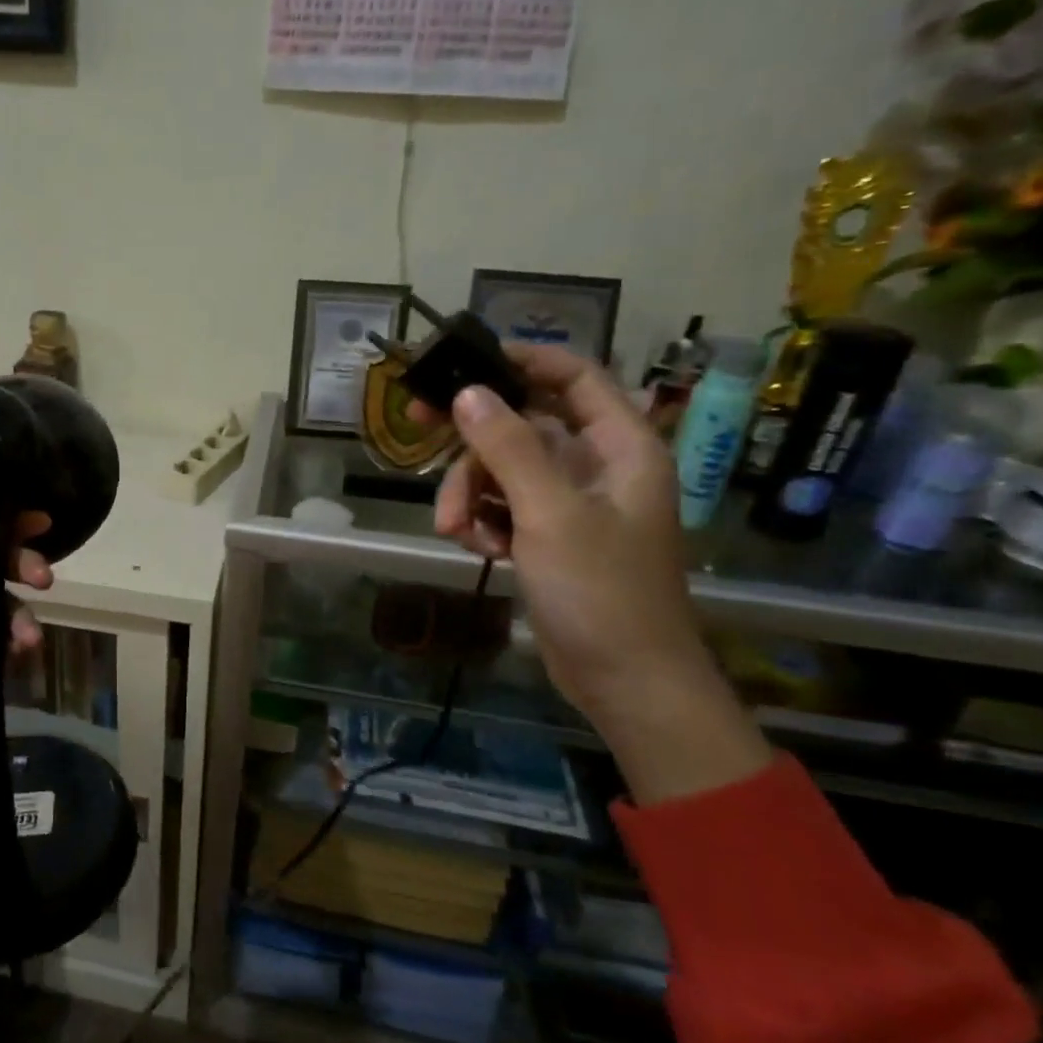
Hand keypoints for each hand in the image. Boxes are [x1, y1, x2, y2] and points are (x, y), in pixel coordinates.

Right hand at [417, 344, 770, 803]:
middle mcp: (596, 467)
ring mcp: (569, 504)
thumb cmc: (601, 591)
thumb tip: (467, 392)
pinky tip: (478, 548)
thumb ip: (508, 448)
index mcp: (620, 448)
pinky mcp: (547, 536)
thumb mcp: (550, 513)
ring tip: (454, 530)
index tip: (466, 361)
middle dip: (473, 439)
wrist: (625, 681)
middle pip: (523, 424)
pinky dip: (483, 521)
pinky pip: (502, 507)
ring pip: (502, 470)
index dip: (524, 360)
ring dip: (469, 493)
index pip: (575, 377)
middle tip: (417, 426)